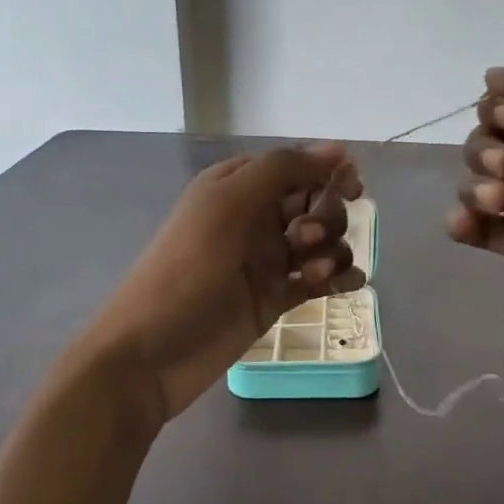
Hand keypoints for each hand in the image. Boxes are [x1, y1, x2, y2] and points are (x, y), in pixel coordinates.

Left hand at [88, 145, 364, 422]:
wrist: (151, 353)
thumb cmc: (186, 271)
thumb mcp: (228, 205)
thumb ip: (282, 170)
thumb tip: (339, 149)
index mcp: (237, 187)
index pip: (296, 167)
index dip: (327, 174)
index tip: (353, 188)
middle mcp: (254, 218)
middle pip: (315, 203)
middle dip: (327, 217)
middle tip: (307, 242)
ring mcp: (266, 261)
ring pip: (322, 243)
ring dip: (332, 251)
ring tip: (314, 275)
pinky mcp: (275, 298)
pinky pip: (319, 279)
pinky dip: (337, 278)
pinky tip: (348, 286)